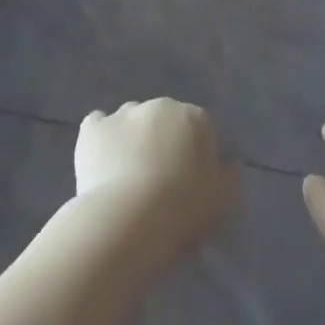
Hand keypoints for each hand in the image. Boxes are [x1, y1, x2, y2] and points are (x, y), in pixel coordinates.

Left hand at [74, 99, 239, 264]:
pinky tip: (99, 162)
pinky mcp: (94, 128)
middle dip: (163, 143)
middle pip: (165, 122)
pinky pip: (97, 125)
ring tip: (126, 179)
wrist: (130, 219)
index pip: (200, 130)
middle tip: (158, 183)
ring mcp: (125, 113)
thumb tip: (229, 164)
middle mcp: (162, 105)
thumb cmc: (183, 209)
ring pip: (131, 121)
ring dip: (132, 140)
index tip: (188, 186)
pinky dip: (100, 139)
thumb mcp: (225, 201)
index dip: (194, 157)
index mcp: (195, 117)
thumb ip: (230, 177)